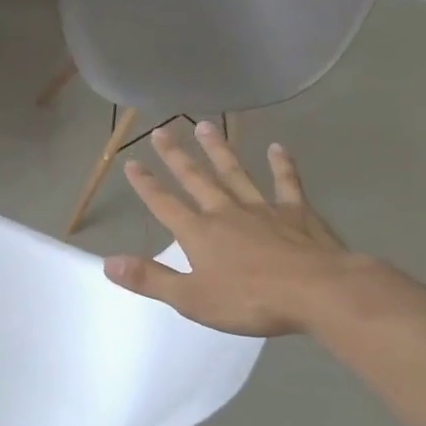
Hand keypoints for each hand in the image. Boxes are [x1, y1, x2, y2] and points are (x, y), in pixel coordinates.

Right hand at [104, 123, 358, 337]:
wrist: (318, 292)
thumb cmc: (250, 300)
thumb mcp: (191, 298)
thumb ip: (149, 279)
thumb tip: (107, 262)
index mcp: (199, 233)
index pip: (164, 204)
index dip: (146, 185)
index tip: (131, 163)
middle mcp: (226, 212)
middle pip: (196, 179)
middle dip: (176, 156)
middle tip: (162, 130)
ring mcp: (263, 208)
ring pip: (235, 172)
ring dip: (219, 149)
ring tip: (206, 125)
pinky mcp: (297, 212)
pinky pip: (287, 183)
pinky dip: (282, 165)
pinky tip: (278, 148)